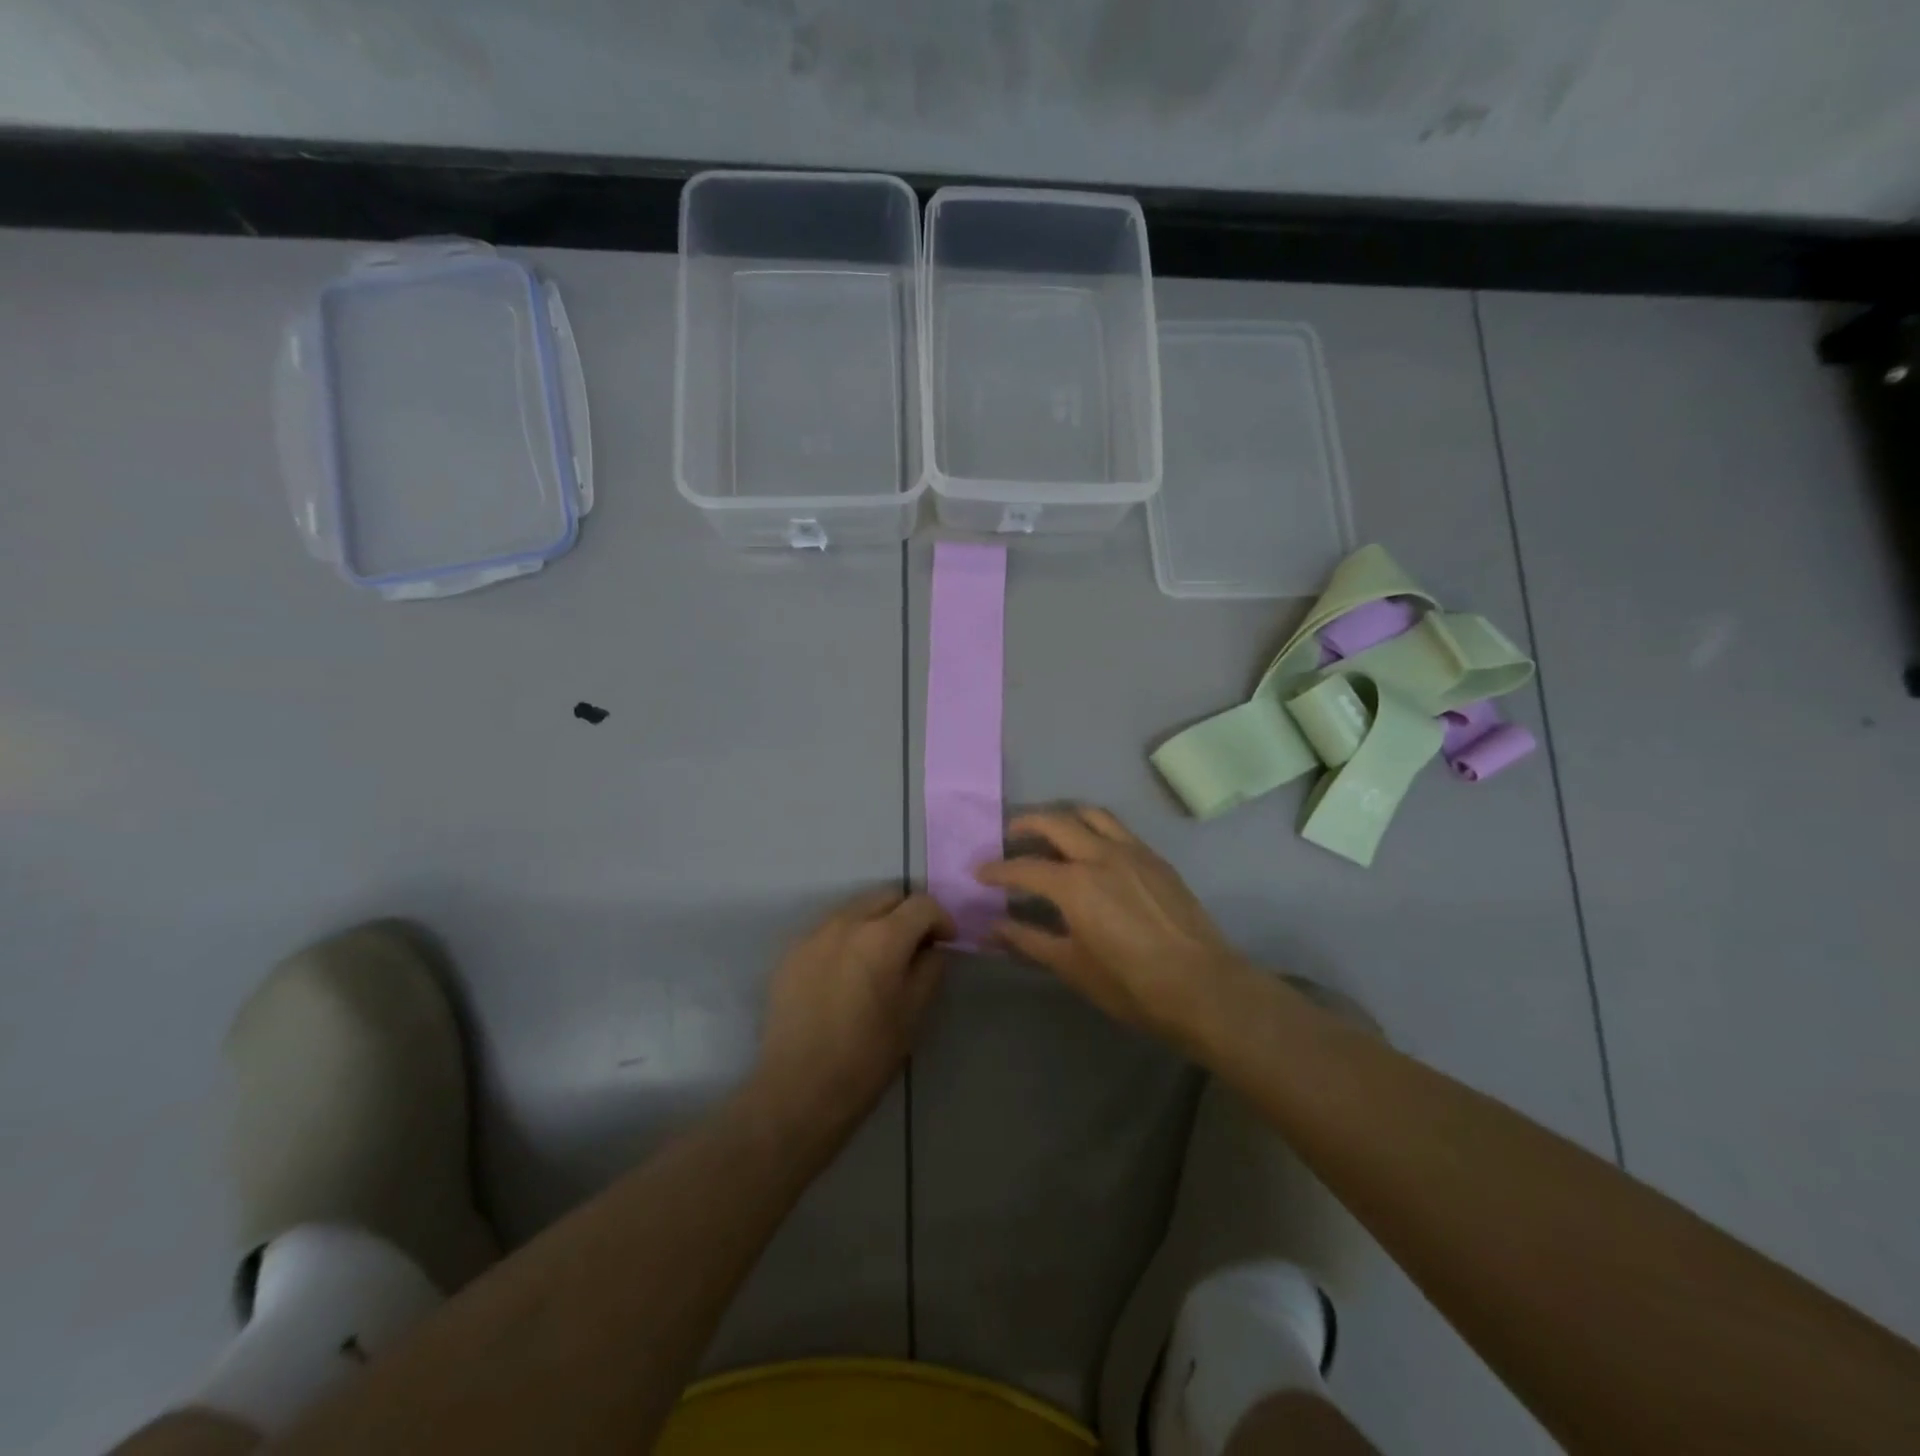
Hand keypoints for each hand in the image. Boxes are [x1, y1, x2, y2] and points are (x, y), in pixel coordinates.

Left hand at [753, 888, 952, 1131]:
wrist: (799, 1090)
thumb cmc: (867, 1056)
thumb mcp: (913, 1014)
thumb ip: (929, 969)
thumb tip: (931, 948)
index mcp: (882, 937)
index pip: (922, 904)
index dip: (941, 919)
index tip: (946, 942)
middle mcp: (845, 923)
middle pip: (886, 897)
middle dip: (907, 914)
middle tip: (914, 946)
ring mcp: (813, 935)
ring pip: (854, 909)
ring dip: (874, 923)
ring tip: (877, 959)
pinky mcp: (789, 953)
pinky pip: (827, 931)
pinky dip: (845, 940)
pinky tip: (845, 974)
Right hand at [975, 806, 1254, 1048]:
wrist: (1203, 986)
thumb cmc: (1131, 984)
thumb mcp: (1072, 967)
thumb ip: (1029, 940)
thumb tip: (993, 927)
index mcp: (1074, 884)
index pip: (1024, 868)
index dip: (997, 870)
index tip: (978, 871)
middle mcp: (1100, 855)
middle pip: (1055, 822)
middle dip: (1026, 824)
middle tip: (1010, 835)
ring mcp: (1132, 851)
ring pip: (1091, 815)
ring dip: (1064, 817)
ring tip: (1052, 831)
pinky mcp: (1155, 858)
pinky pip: (1118, 829)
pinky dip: (1095, 829)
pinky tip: (1093, 850)